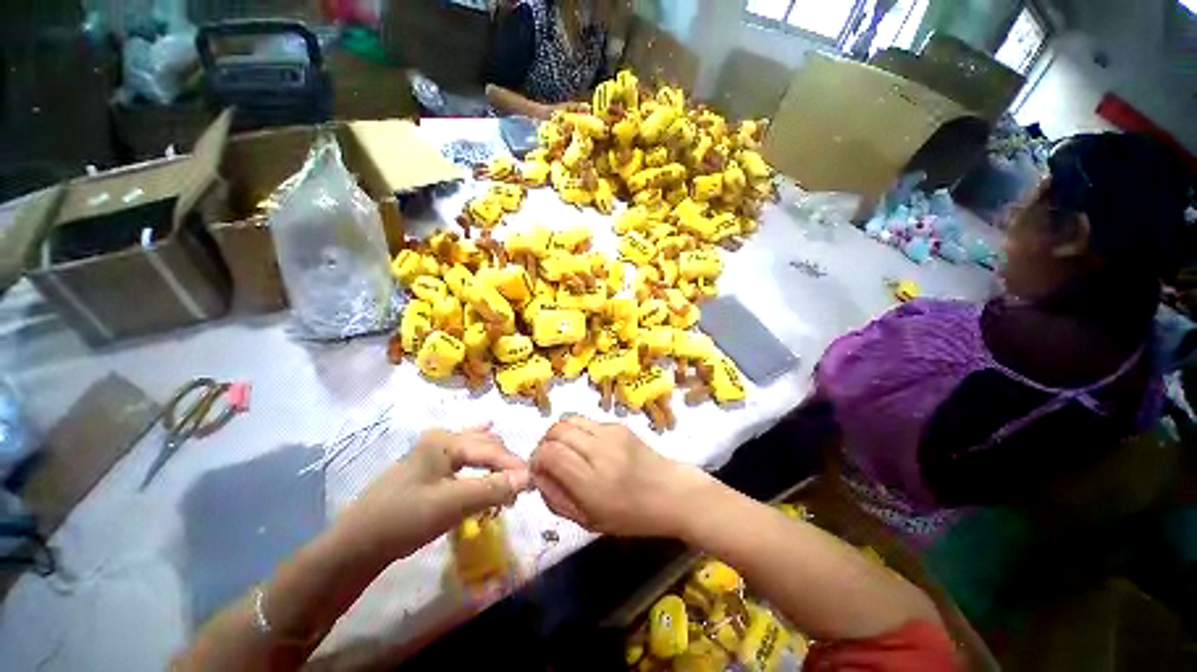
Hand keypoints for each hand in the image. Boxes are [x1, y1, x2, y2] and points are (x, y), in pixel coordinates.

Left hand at [334, 424, 529, 564]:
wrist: (356, 545)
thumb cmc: (403, 519)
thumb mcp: (452, 504)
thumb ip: (492, 488)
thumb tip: (529, 478)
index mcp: (446, 440)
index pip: (492, 449)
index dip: (515, 465)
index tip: (535, 483)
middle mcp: (442, 438)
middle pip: (486, 445)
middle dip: (506, 464)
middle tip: (522, 487)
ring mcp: (433, 451)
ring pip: (476, 448)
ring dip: (495, 463)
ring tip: (510, 479)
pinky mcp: (429, 466)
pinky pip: (464, 456)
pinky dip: (481, 457)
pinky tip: (489, 440)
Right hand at [530, 416, 709, 536]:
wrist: (673, 493)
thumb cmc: (632, 516)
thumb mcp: (589, 521)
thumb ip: (557, 499)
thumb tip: (538, 476)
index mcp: (592, 482)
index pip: (550, 454)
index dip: (536, 460)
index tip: (539, 472)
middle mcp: (600, 450)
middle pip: (557, 430)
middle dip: (545, 444)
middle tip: (549, 461)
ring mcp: (611, 433)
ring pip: (570, 419)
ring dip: (560, 434)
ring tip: (566, 451)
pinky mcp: (619, 425)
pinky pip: (588, 421)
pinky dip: (578, 432)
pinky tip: (589, 449)